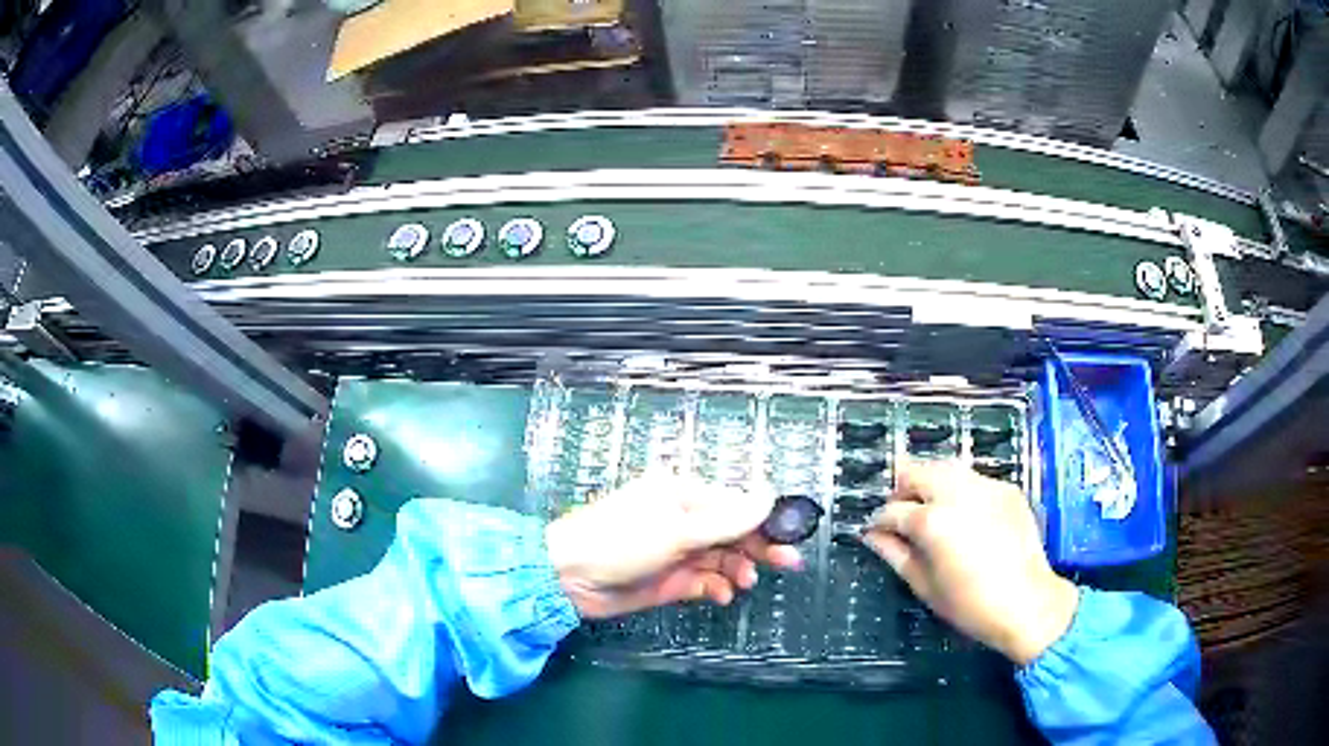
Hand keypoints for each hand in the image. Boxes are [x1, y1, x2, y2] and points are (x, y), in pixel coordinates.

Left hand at [544, 474, 803, 618]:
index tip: (790, 537)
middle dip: (759, 548)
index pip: (735, 505)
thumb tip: (769, 494)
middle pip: (733, 532)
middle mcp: (684, 520)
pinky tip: (721, 594)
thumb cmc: (621, 541)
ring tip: (743, 583)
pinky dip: (717, 587)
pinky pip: (705, 580)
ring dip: (738, 569)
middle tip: (788, 564)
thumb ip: (727, 519)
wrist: (571, 578)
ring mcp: (678, 551)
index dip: (764, 521)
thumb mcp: (678, 529)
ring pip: (723, 558)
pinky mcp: (671, 579)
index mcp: (683, 494)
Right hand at [863, 460, 1078, 665]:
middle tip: (901, 515)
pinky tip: (964, 514)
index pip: (892, 510)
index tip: (875, 531)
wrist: (1027, 602)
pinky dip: (960, 489)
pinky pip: (974, 478)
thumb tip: (873, 537)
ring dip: (931, 482)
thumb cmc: (970, 604)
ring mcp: (985, 486)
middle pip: (917, 471)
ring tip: (930, 507)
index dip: (878, 521)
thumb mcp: (925, 586)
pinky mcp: (1006, 489)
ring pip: (946, 467)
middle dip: (902, 490)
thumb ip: (896, 555)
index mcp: (931, 521)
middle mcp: (956, 493)